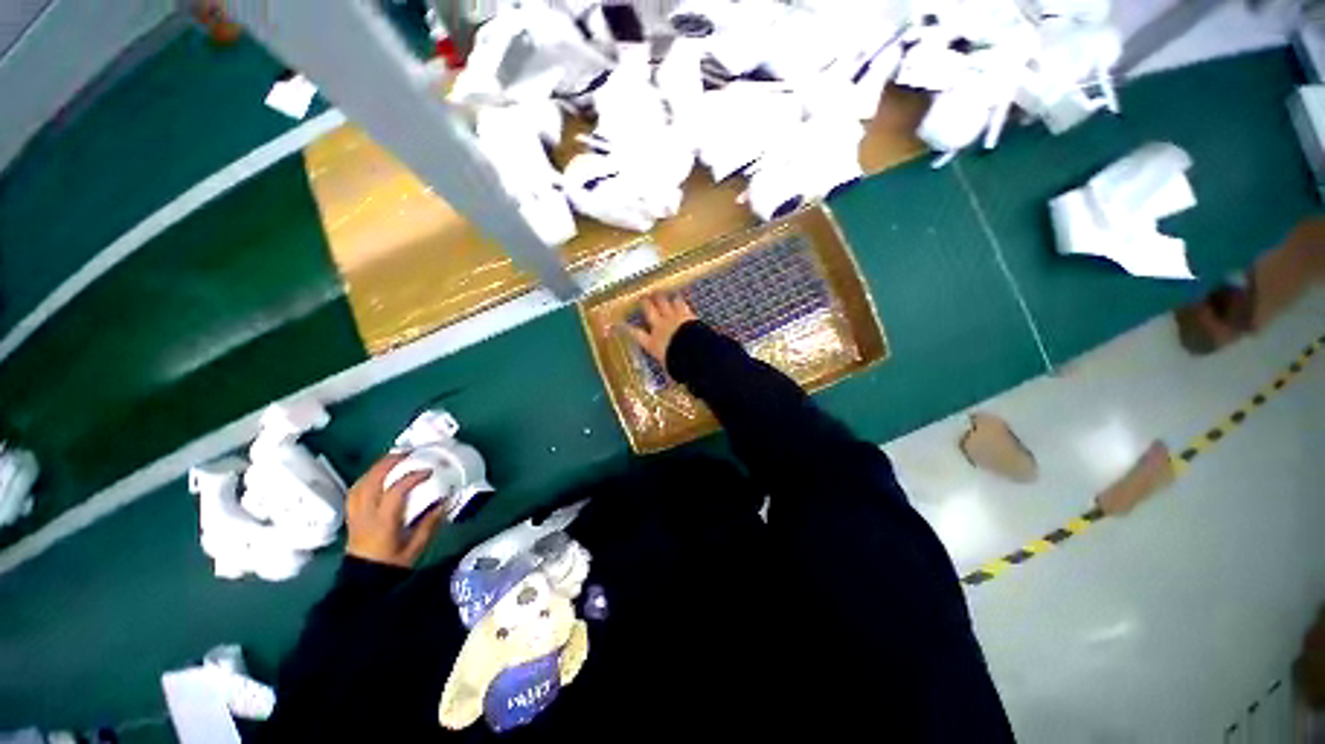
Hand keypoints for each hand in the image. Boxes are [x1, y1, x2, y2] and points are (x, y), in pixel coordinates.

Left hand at [345, 454, 444, 567]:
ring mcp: (355, 514)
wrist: (364, 582)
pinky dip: (367, 477)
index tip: (428, 471)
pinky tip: (377, 474)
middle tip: (408, 453)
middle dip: (390, 463)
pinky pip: (355, 490)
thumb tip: (443, 501)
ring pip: (361, 483)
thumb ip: (429, 523)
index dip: (411, 477)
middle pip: (372, 481)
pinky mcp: (352, 515)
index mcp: (383, 522)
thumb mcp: (416, 547)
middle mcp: (366, 514)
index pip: (395, 492)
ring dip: (377, 467)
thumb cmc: (392, 565)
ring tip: (393, 458)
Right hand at [623, 293, 697, 365]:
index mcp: (652, 343)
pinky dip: (678, 300)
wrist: (694, 351)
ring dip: (660, 298)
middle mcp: (659, 327)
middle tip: (642, 298)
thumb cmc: (679, 363)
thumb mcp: (670, 369)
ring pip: (663, 303)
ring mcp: (672, 318)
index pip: (635, 334)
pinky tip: (678, 296)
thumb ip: (668, 368)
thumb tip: (673, 378)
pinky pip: (680, 303)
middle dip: (645, 304)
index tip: (618, 323)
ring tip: (658, 293)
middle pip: (649, 311)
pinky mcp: (685, 313)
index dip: (626, 328)